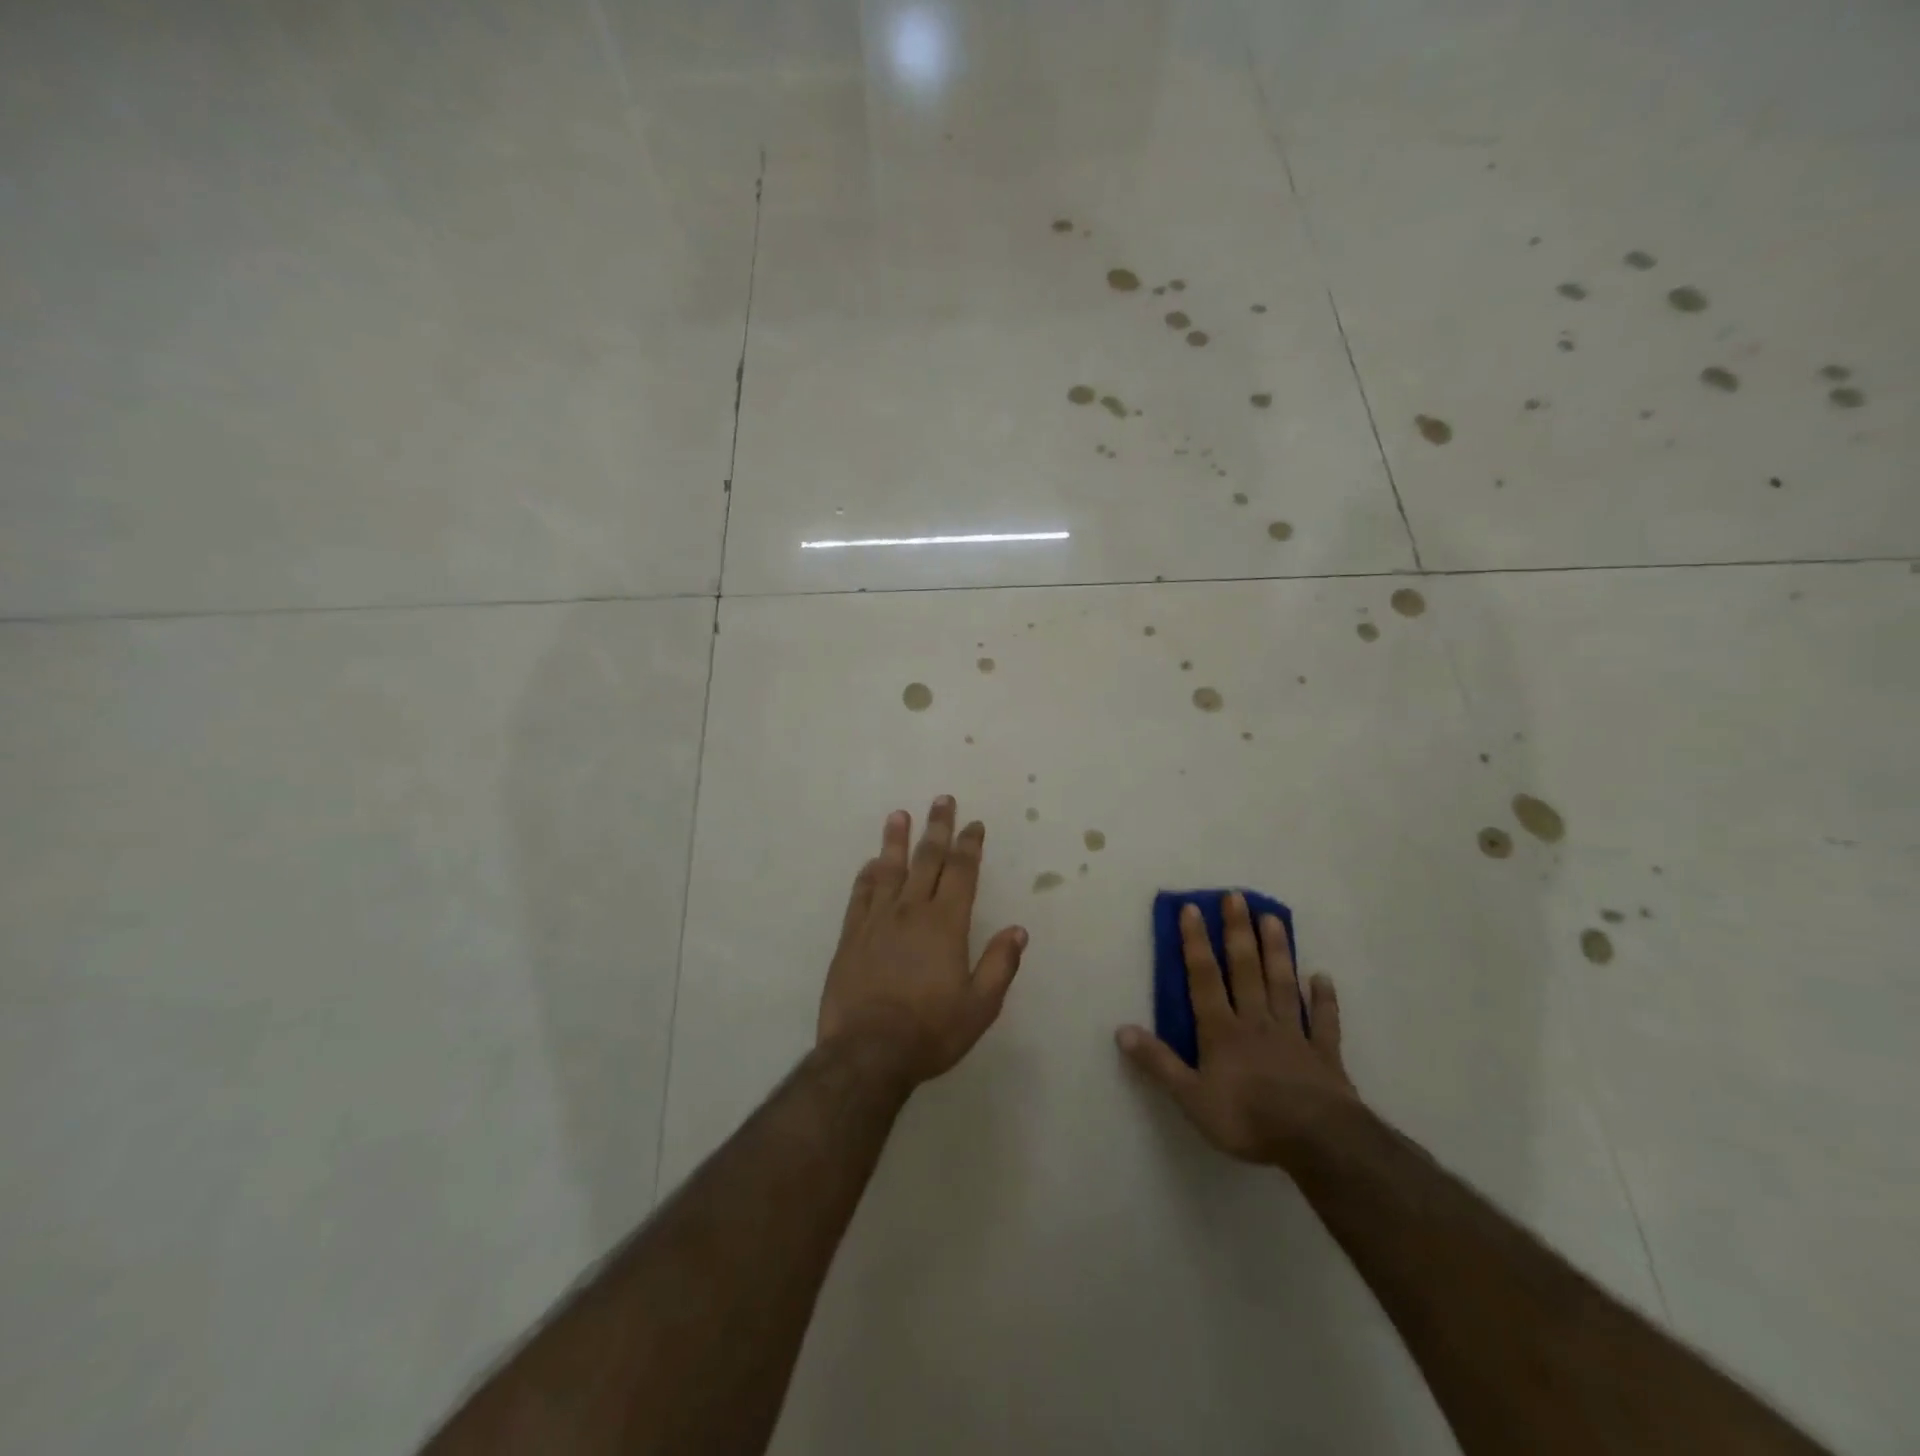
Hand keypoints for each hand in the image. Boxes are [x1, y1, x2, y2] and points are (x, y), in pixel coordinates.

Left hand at [818, 797, 1028, 1088]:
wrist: (868, 1052)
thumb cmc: (930, 1031)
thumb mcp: (980, 1006)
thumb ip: (999, 964)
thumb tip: (1018, 930)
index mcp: (946, 924)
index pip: (962, 873)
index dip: (969, 845)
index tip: (974, 824)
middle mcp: (912, 911)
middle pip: (927, 859)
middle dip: (938, 828)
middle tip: (942, 800)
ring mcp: (877, 921)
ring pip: (890, 869)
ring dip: (897, 840)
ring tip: (900, 815)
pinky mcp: (851, 936)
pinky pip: (860, 895)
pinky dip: (867, 876)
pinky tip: (871, 863)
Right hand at [1116, 892, 1357, 1169]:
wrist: (1316, 1140)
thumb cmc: (1247, 1118)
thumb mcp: (1191, 1098)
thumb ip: (1158, 1063)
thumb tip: (1121, 1030)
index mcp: (1221, 1031)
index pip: (1204, 978)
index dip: (1195, 943)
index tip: (1192, 908)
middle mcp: (1256, 1022)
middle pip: (1245, 970)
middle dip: (1238, 932)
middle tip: (1237, 897)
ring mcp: (1293, 1035)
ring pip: (1282, 984)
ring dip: (1277, 951)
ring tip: (1273, 918)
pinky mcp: (1324, 1055)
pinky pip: (1323, 1021)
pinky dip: (1323, 999)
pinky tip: (1322, 977)